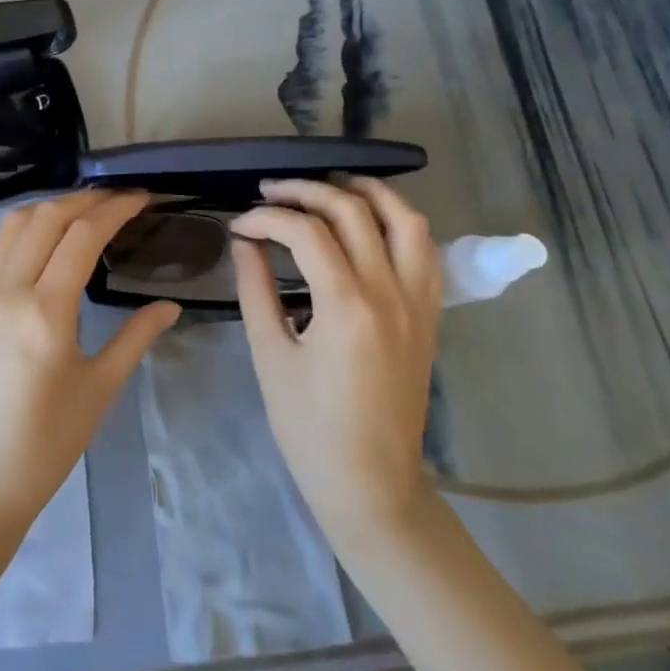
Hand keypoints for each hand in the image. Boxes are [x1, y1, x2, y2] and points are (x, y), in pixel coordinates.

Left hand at [0, 189, 180, 537]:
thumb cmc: (46, 444)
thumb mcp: (99, 390)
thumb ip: (136, 338)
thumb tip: (170, 305)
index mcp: (45, 312)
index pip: (83, 234)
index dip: (115, 208)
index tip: (141, 198)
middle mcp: (4, 291)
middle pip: (45, 217)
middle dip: (84, 199)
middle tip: (115, 201)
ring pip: (10, 226)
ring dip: (48, 210)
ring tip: (78, 214)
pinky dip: (18, 237)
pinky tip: (37, 252)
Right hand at [230, 177, 441, 543]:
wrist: (370, 482)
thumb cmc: (309, 427)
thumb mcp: (270, 356)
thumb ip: (255, 289)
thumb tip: (245, 241)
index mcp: (346, 307)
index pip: (305, 232)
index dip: (266, 218)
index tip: (239, 225)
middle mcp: (390, 293)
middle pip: (353, 211)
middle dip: (306, 192)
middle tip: (271, 193)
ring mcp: (419, 302)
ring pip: (405, 220)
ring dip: (366, 193)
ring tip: (329, 188)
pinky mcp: (430, 315)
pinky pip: (424, 251)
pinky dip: (398, 222)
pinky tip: (370, 223)